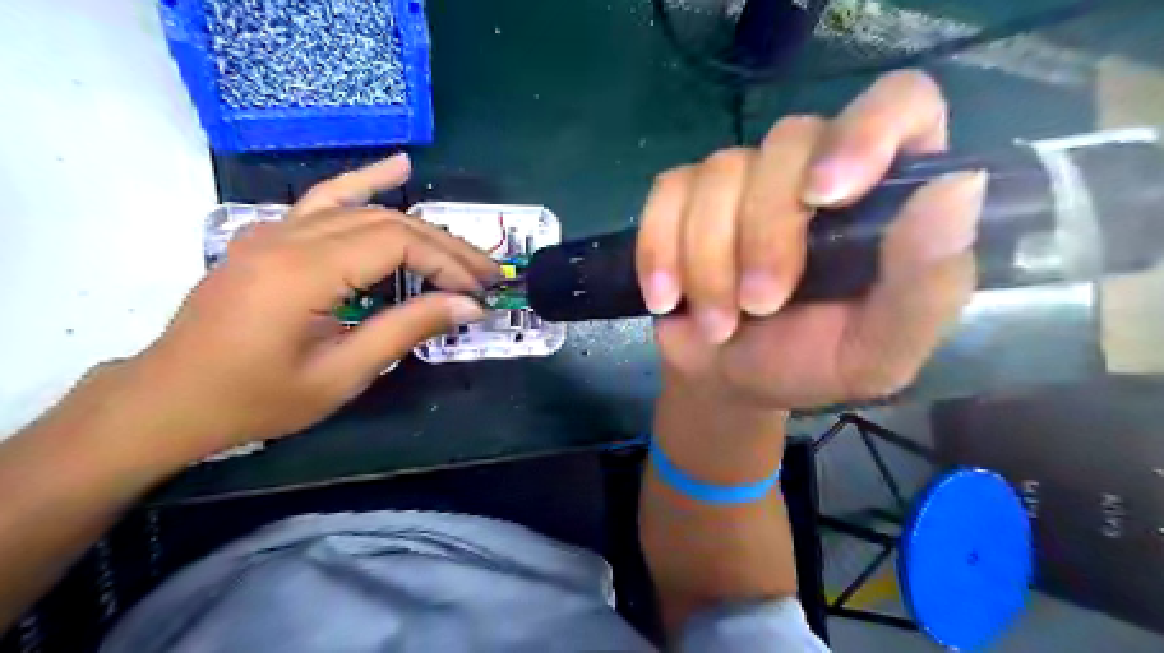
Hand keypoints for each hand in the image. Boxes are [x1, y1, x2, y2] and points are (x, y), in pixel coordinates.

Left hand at [114, 152, 496, 458]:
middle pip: (388, 222)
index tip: (479, 292)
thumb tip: (468, 306)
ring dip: (421, 227)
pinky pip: (327, 200)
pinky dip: (367, 183)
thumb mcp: (341, 374)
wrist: (172, 399)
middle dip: (445, 248)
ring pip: (366, 210)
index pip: (396, 244)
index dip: (447, 263)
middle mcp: (288, 237)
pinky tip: (400, 168)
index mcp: (302, 273)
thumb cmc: (257, 399)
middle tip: (486, 274)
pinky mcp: (271, 235)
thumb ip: (407, 330)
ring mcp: (275, 230)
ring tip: (463, 248)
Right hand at [636, 72, 980, 408]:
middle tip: (758, 306)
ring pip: (719, 173)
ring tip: (717, 323)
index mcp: (882, 196)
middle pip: (788, 142)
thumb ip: (924, 285)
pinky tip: (667, 297)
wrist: (727, 382)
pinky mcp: (684, 200)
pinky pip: (667, 196)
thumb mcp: (879, 350)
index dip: (865, 131)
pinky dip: (660, 250)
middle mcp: (813, 170)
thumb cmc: (809, 365)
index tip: (826, 194)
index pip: (898, 105)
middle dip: (764, 235)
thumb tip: (957, 187)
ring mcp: (743, 181)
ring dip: (709, 261)